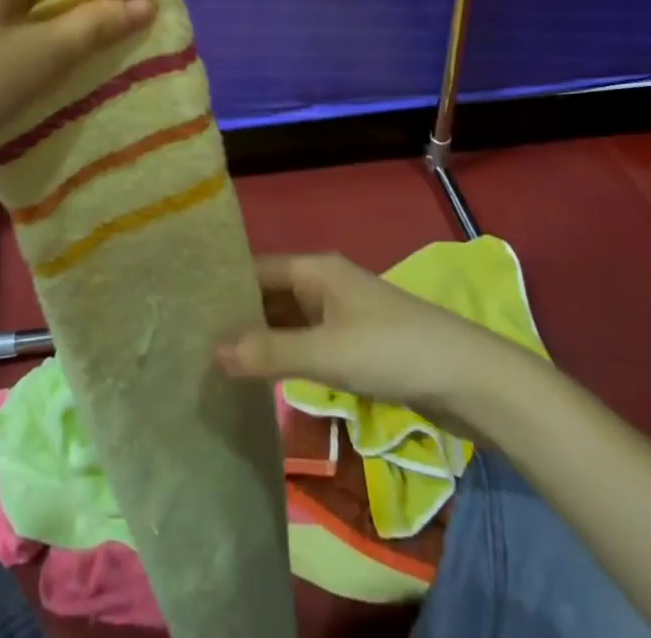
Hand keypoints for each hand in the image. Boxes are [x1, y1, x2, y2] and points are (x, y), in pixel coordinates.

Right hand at [217, 253, 503, 423]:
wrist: (467, 378)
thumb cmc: (392, 350)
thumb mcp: (326, 353)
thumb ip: (270, 352)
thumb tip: (211, 351)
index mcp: (314, 269)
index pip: (255, 269)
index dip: (222, 287)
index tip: (183, 309)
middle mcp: (323, 282)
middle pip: (268, 294)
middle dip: (236, 317)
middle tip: (189, 343)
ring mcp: (339, 313)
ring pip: (286, 321)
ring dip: (259, 339)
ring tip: (214, 363)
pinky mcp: (352, 343)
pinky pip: (305, 343)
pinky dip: (283, 357)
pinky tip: (260, 380)